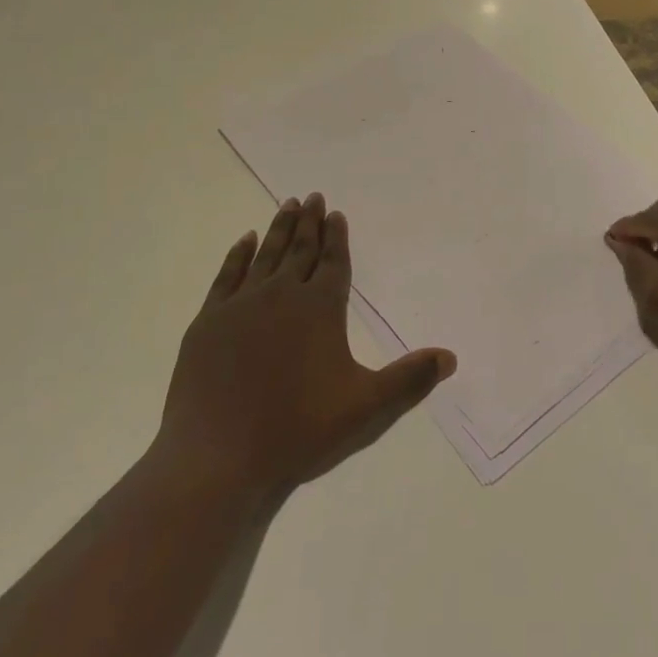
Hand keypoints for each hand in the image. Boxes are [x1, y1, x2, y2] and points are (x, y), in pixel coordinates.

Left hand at [149, 194, 455, 501]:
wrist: (218, 461)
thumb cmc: (299, 431)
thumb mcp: (367, 409)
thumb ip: (410, 379)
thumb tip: (450, 357)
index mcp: (320, 308)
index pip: (333, 262)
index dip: (337, 237)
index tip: (336, 213)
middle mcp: (281, 296)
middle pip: (300, 249)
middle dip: (308, 222)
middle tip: (312, 195)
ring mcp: (240, 307)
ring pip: (266, 256)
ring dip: (278, 229)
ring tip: (287, 205)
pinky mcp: (208, 324)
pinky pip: (227, 276)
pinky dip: (238, 255)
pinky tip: (245, 241)